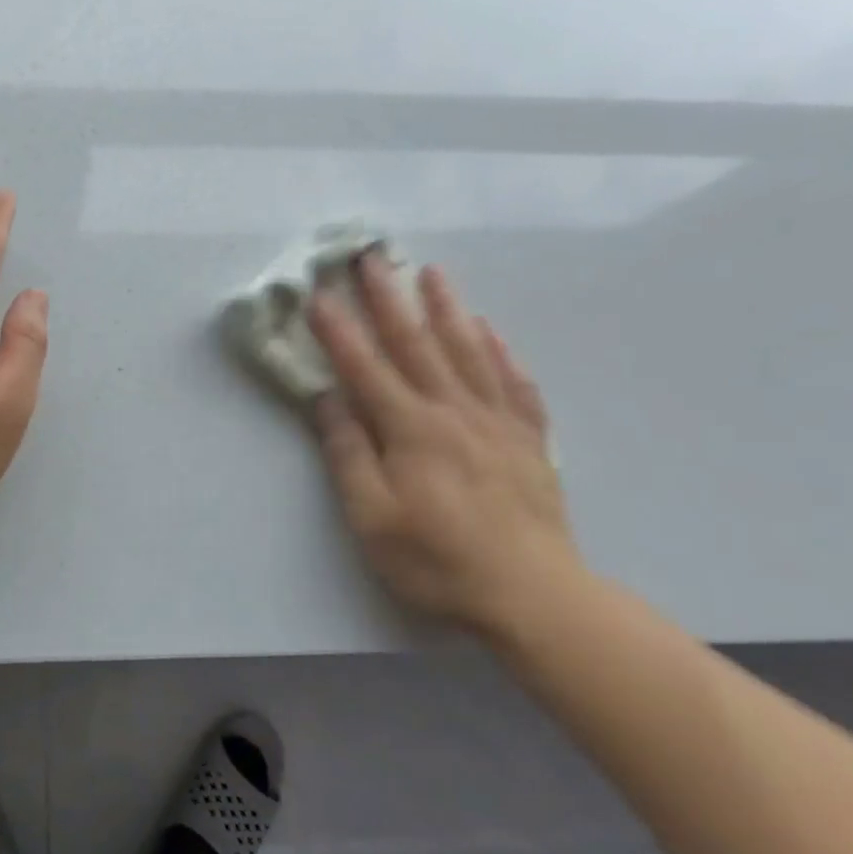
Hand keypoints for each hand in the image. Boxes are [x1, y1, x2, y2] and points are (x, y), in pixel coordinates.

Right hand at [307, 256, 583, 636]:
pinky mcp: (529, 441)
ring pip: (468, 351)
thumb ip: (347, 454)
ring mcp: (497, 423)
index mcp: (410, 429)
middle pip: (416, 344)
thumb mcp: (371, 518)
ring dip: (446, 308)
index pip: (365, 367)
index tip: (318, 293)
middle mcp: (453, 412)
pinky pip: (515, 384)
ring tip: (431, 273)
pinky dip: (501, 352)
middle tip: (372, 256)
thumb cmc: (437, 560)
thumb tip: (328, 399)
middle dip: (388, 298)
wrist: (534, 597)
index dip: (338, 330)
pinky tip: (491, 331)